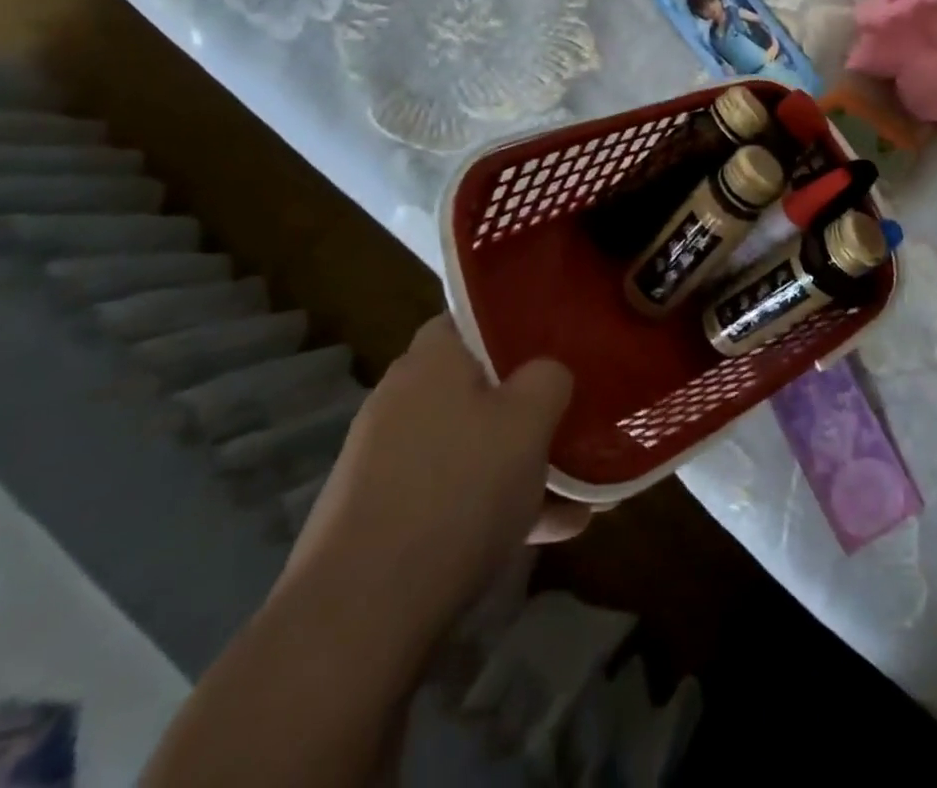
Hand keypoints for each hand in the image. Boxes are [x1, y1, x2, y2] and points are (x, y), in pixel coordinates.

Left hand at [280, 316, 588, 658]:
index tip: (559, 345)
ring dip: (520, 462)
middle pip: (477, 385)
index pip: (473, 318)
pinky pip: (453, 494)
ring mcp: (385, 462)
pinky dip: (495, 505)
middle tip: (573, 418)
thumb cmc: (458, 491)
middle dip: (527, 404)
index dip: (517, 326)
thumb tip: (547, 374)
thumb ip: (550, 378)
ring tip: (578, 490)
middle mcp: (402, 400)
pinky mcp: (380, 518)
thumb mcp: (530, 420)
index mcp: (432, 360)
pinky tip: (550, 534)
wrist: (358, 617)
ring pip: (470, 444)